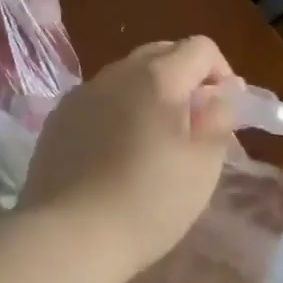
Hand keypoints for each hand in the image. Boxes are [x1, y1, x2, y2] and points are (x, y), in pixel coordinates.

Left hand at [22, 37, 239, 274]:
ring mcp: (82, 92)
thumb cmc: (148, 203)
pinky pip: (98, 99)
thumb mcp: (203, 166)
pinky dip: (116, 111)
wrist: (69, 234)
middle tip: (191, 127)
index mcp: (157, 77)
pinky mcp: (58, 116)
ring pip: (126, 75)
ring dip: (148, 94)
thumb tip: (223, 90)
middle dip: (184, 79)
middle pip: (161, 54)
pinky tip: (114, 153)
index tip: (221, 114)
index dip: (220, 74)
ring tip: (151, 143)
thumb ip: (219, 118)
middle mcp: (116, 73)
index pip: (200, 47)